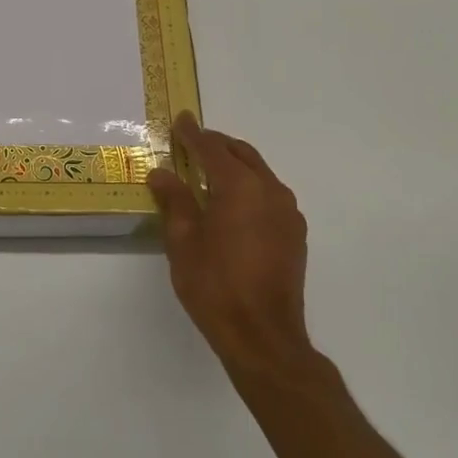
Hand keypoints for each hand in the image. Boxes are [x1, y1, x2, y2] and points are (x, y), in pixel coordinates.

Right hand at [148, 113, 311, 380]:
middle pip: (241, 154)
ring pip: (259, 173)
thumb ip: (174, 200)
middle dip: (216, 145)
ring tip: (208, 171)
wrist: (263, 336)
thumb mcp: (183, 241)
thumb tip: (162, 173)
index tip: (179, 120)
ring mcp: (288, 213)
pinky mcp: (294, 234)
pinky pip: (269, 194)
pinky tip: (232, 203)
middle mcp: (270, 191)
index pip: (212, 149)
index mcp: (240, 187)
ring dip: (234, 165)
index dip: (193, 134)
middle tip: (191, 142)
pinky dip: (249, 186)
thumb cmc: (215, 286)